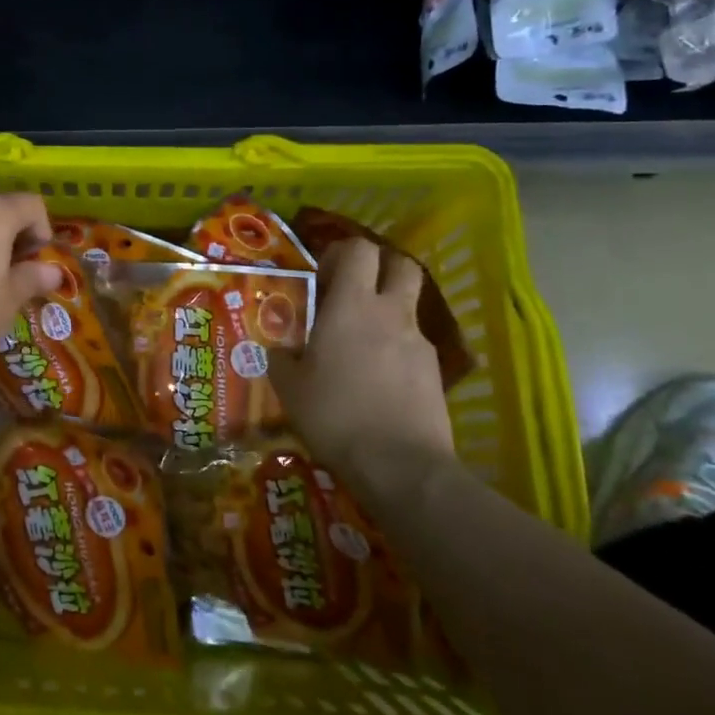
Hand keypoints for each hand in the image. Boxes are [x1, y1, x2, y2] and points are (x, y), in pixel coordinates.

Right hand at [271, 237, 455, 482]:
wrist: (401, 465)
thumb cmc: (335, 415)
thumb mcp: (290, 388)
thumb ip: (282, 359)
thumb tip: (279, 350)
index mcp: (352, 306)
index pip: (357, 249)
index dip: (340, 253)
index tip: (322, 276)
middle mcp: (390, 313)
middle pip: (399, 264)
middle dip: (378, 268)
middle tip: (351, 292)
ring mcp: (418, 341)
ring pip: (407, 306)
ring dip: (386, 310)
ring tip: (360, 343)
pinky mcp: (434, 371)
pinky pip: (413, 344)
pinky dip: (395, 349)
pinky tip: (378, 380)